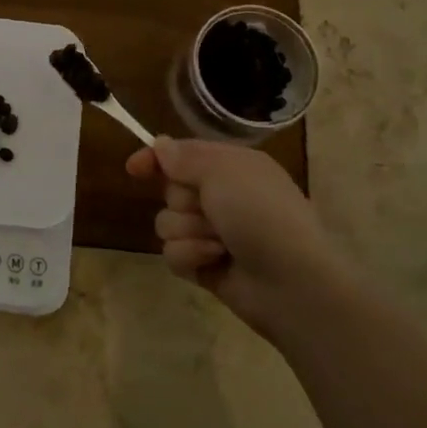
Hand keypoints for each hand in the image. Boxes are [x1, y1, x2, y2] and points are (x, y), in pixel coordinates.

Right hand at [125, 136, 341, 343]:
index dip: (156, 159)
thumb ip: (185, 158)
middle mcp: (221, 196)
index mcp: (231, 167)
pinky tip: (213, 262)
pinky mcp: (205, 264)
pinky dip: (191, 256)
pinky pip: (173, 253)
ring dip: (188, 232)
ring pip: (167, 223)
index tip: (134, 169)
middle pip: (171, 190)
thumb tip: (160, 145)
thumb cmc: (262, 215)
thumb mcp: (224, 172)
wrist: (292, 282)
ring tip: (218, 244)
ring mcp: (213, 233)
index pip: (182, 154)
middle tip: (209, 210)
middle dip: (183, 201)